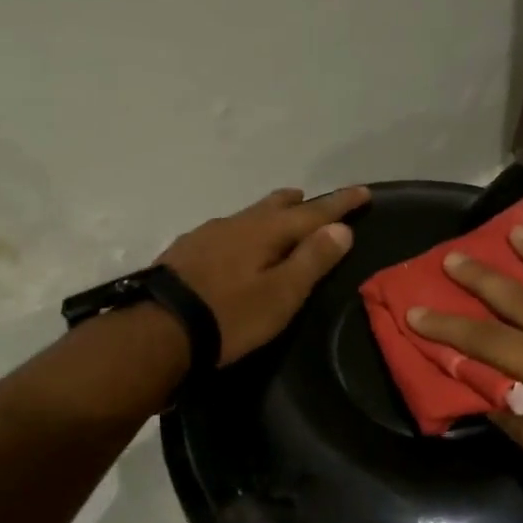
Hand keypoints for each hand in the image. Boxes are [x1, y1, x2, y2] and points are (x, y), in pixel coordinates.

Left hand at [158, 186, 370, 364]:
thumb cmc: (231, 316)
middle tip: (313, 200)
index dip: (340, 204)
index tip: (363, 192)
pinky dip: (244, 231)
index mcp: (265, 231)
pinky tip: (236, 244)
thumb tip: (341, 228)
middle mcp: (237, 224)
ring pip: (248, 216)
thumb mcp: (281, 294)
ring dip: (269, 213)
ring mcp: (207, 235)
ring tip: (280, 215)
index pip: (313, 212)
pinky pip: (226, 231)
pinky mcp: (186, 251)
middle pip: (275, 206)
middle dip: (300, 203)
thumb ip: (312, 259)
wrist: (159, 330)